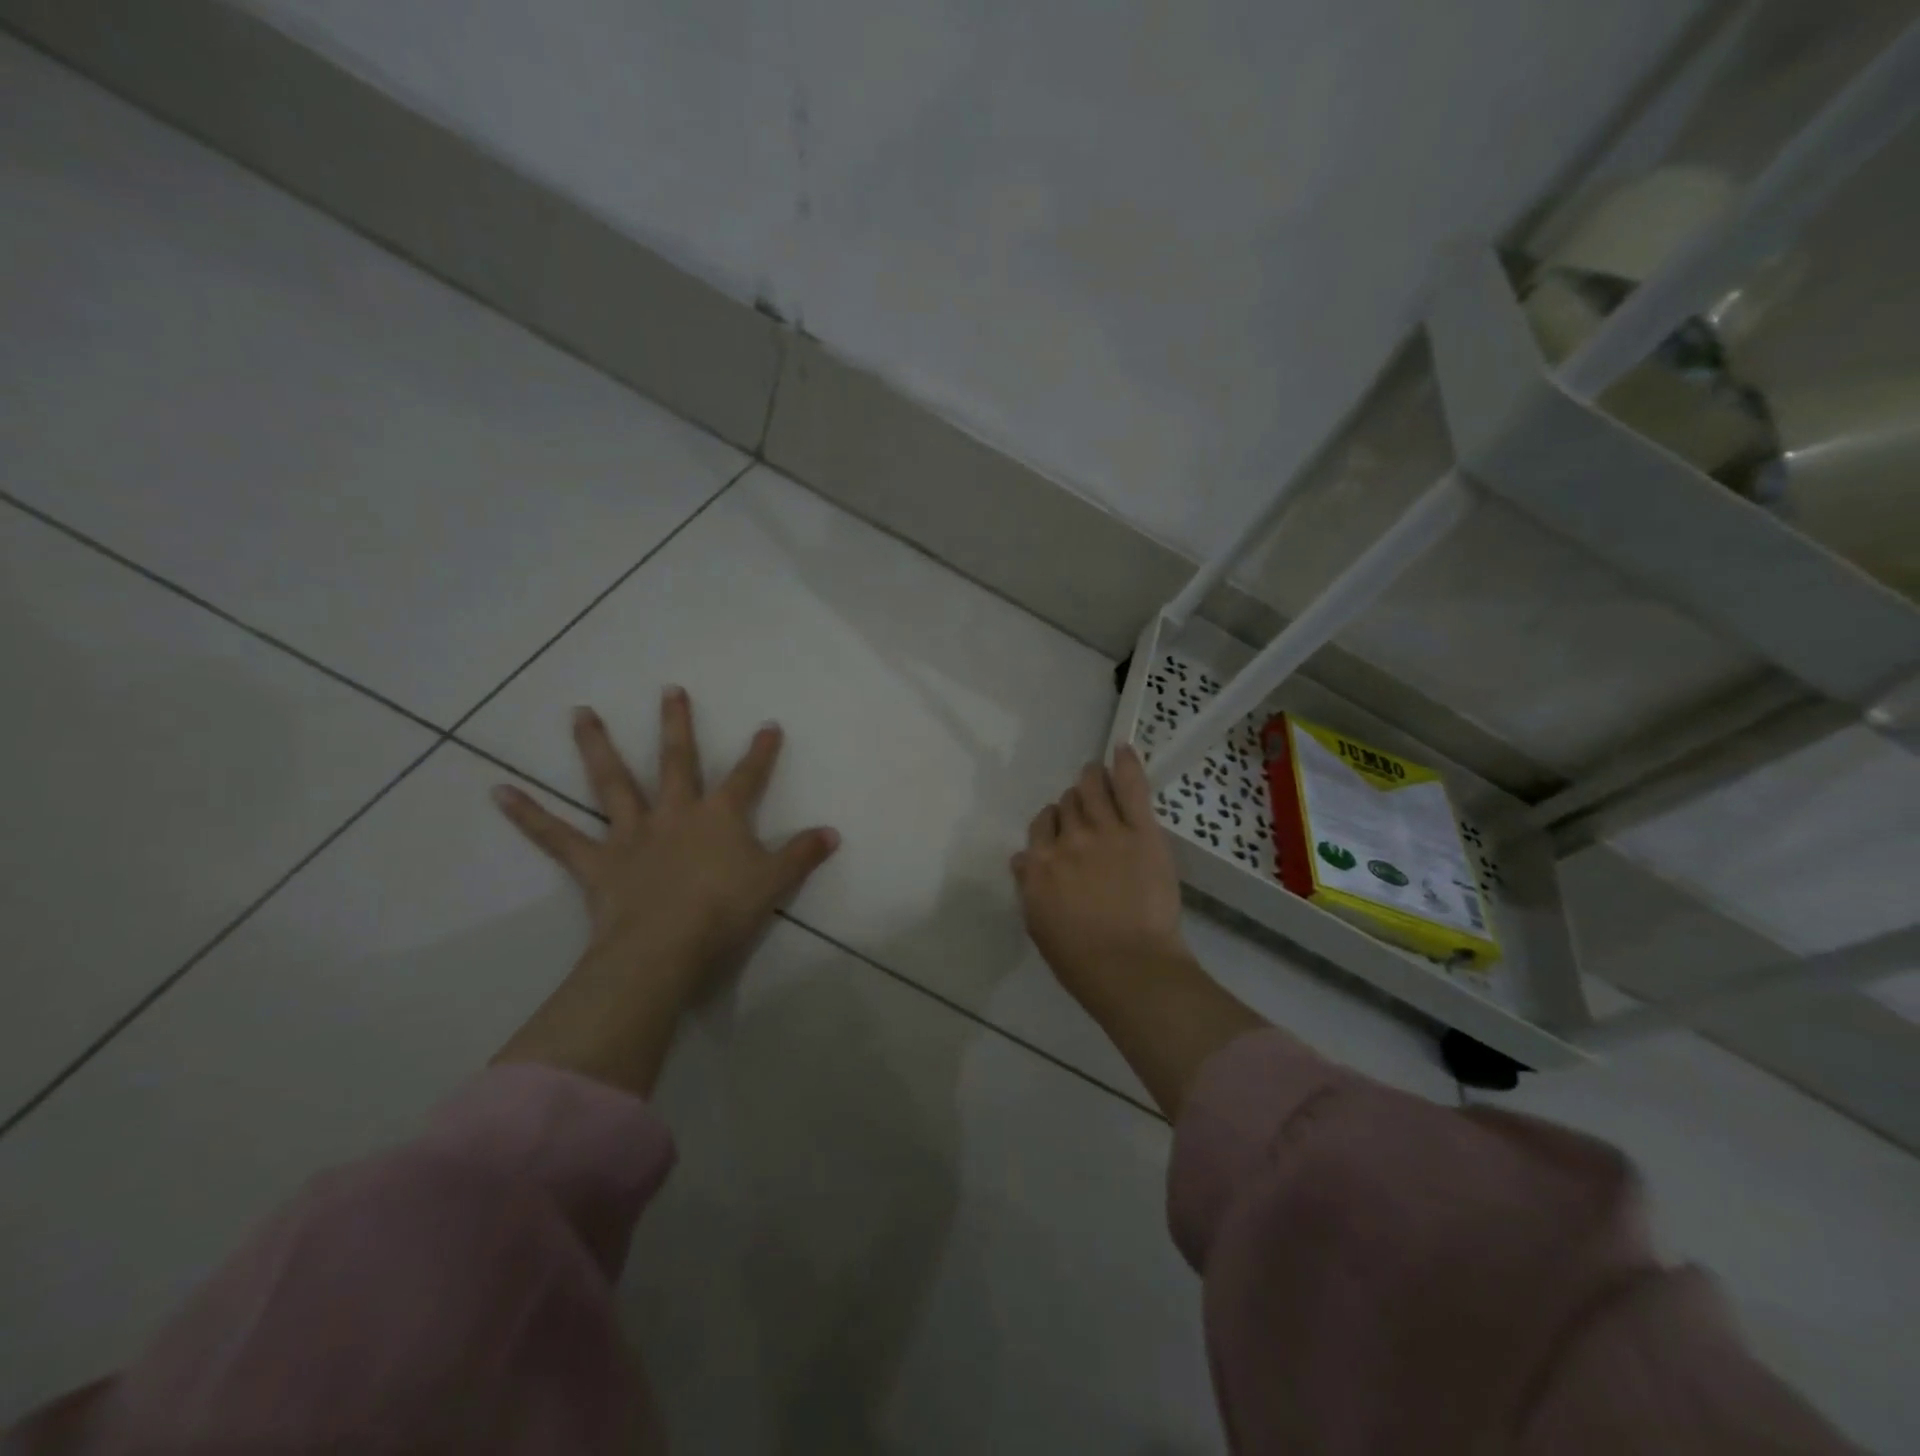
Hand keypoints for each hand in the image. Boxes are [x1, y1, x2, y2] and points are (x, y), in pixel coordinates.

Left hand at [490, 687, 839, 1093]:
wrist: (664, 948)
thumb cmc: (723, 911)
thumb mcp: (774, 883)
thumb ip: (802, 855)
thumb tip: (834, 833)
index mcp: (719, 816)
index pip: (748, 777)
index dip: (761, 752)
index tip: (768, 726)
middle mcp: (674, 813)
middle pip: (676, 761)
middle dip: (677, 725)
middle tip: (670, 690)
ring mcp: (631, 834)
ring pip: (611, 782)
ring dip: (596, 745)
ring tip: (580, 712)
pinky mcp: (596, 862)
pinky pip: (556, 836)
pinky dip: (527, 815)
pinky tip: (498, 792)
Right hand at [1012, 745, 1186, 1010]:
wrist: (1129, 967)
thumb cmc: (1080, 960)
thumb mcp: (1040, 925)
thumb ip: (1031, 886)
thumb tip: (1023, 861)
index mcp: (1039, 865)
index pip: (1040, 827)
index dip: (1051, 826)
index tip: (1061, 833)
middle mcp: (1066, 840)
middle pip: (1065, 806)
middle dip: (1072, 806)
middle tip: (1085, 813)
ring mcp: (1104, 831)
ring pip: (1090, 788)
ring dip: (1091, 780)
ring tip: (1097, 776)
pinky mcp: (1140, 831)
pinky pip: (1130, 787)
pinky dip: (1125, 765)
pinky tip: (1122, 748)